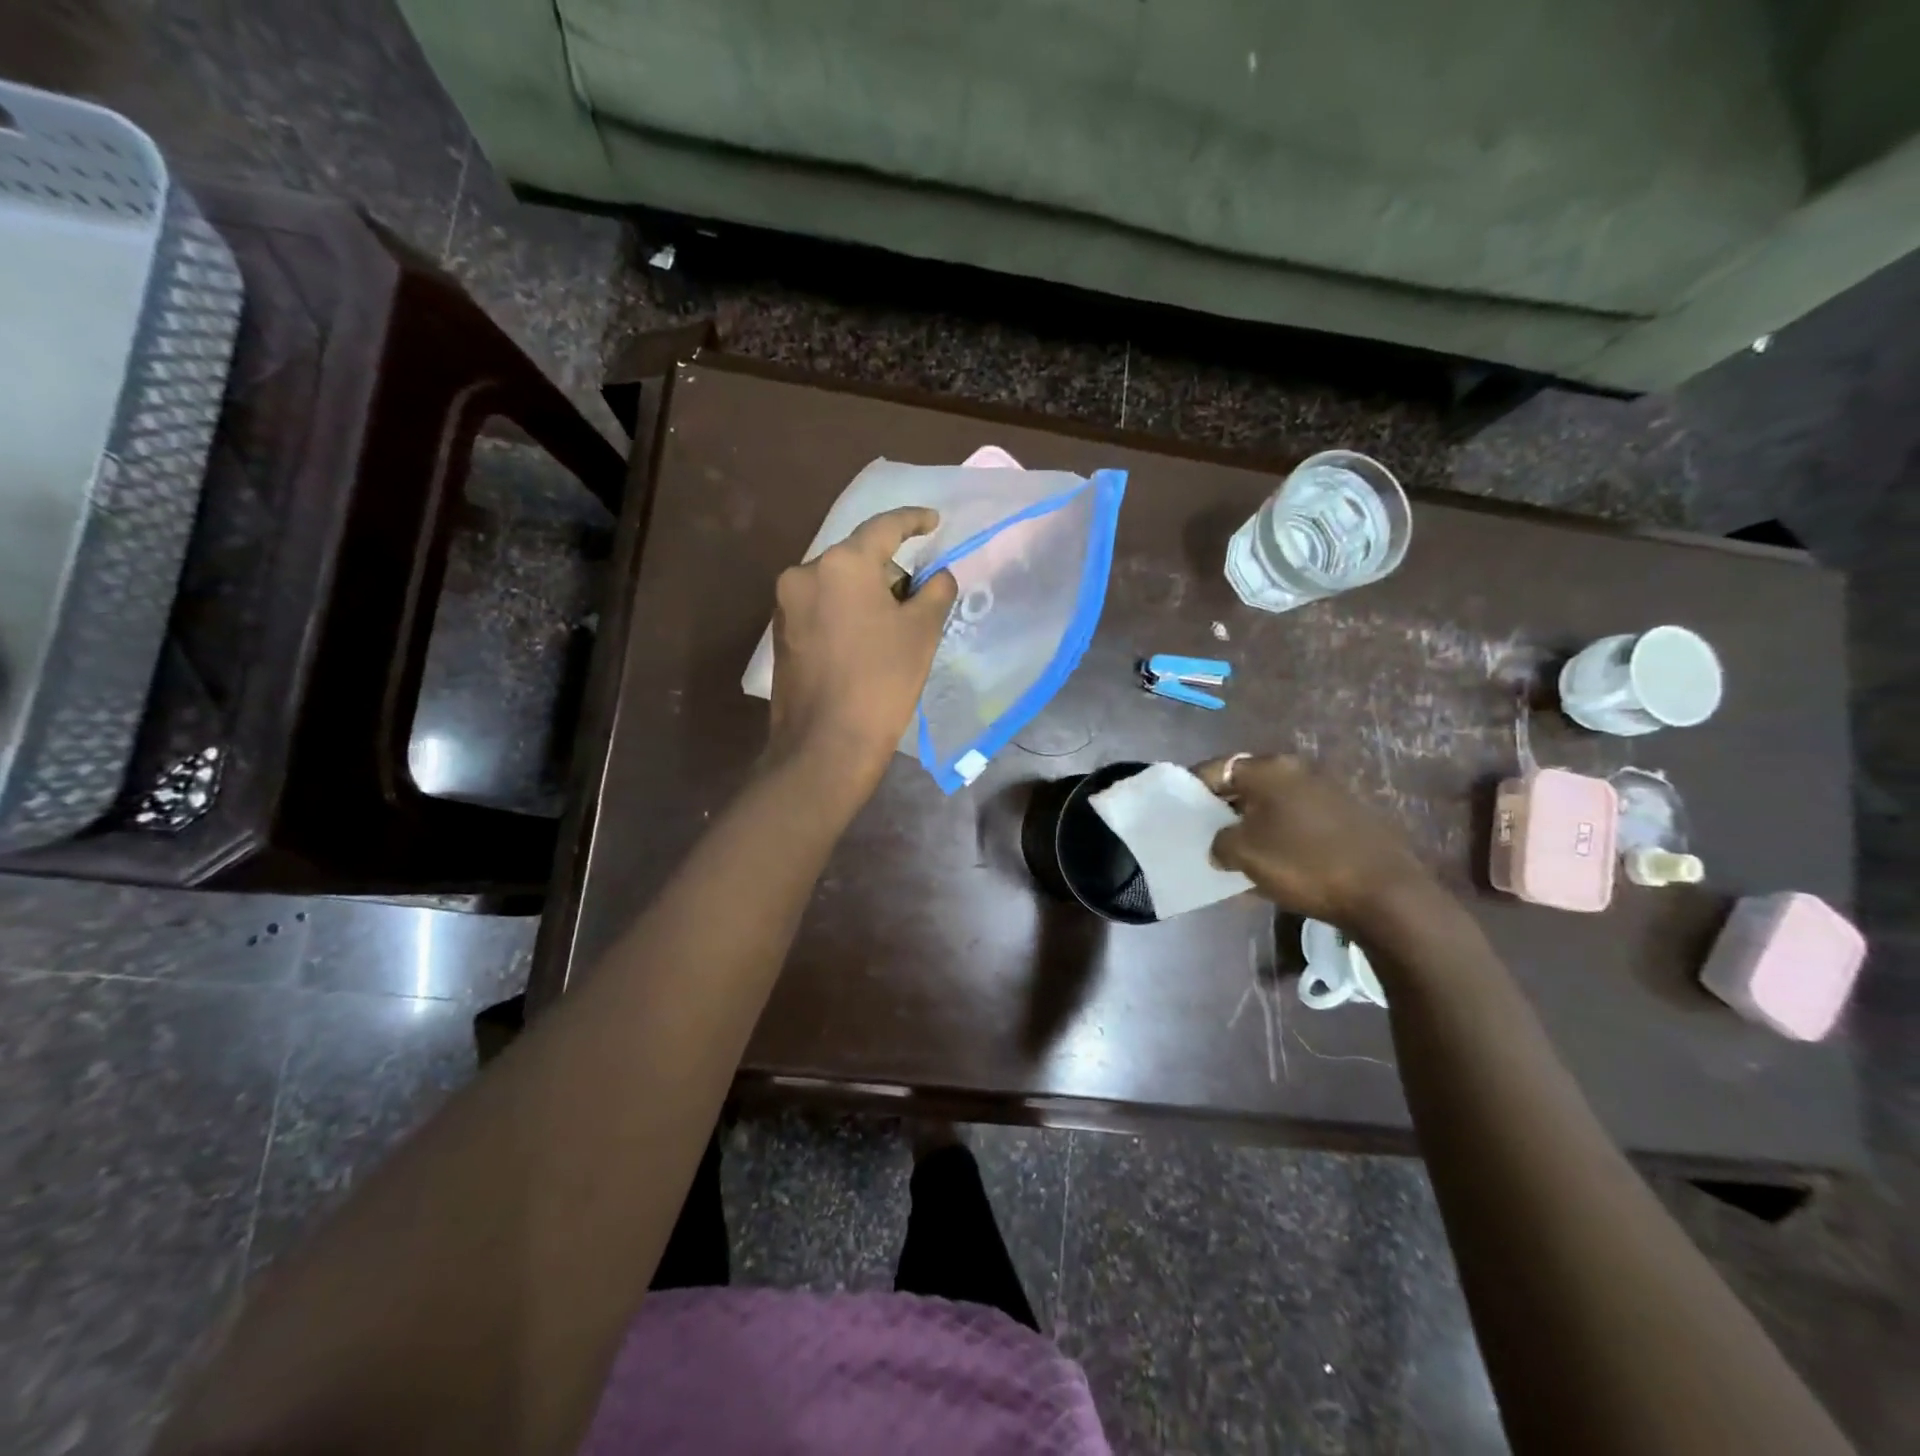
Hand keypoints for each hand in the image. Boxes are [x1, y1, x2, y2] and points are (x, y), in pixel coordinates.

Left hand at [767, 506, 957, 797]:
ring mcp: (786, 604)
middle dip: (890, 572)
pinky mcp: (780, 633)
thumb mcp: (922, 632)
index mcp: (842, 564)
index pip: (884, 527)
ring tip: (890, 633)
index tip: (933, 521)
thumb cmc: (881, 683)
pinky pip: (821, 607)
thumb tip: (938, 576)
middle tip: (918, 603)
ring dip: (866, 595)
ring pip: (838, 584)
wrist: (825, 745)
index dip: (914, 520)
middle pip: (858, 558)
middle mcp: (805, 573)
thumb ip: (936, 591)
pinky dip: (844, 614)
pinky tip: (862, 647)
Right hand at [1195, 754, 1433, 929]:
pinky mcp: (1347, 817)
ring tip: (1238, 852)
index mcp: (1269, 769)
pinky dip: (1280, 835)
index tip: (1180, 809)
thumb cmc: (1303, 864)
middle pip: (1246, 784)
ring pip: (1273, 804)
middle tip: (1206, 832)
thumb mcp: (1243, 854)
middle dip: (1224, 807)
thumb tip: (1222, 845)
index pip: (1216, 768)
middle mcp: (1298, 770)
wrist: (1385, 894)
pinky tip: (1275, 864)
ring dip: (1253, 823)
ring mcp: (1327, 792)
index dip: (1193, 787)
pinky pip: (1298, 821)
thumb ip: (1220, 843)